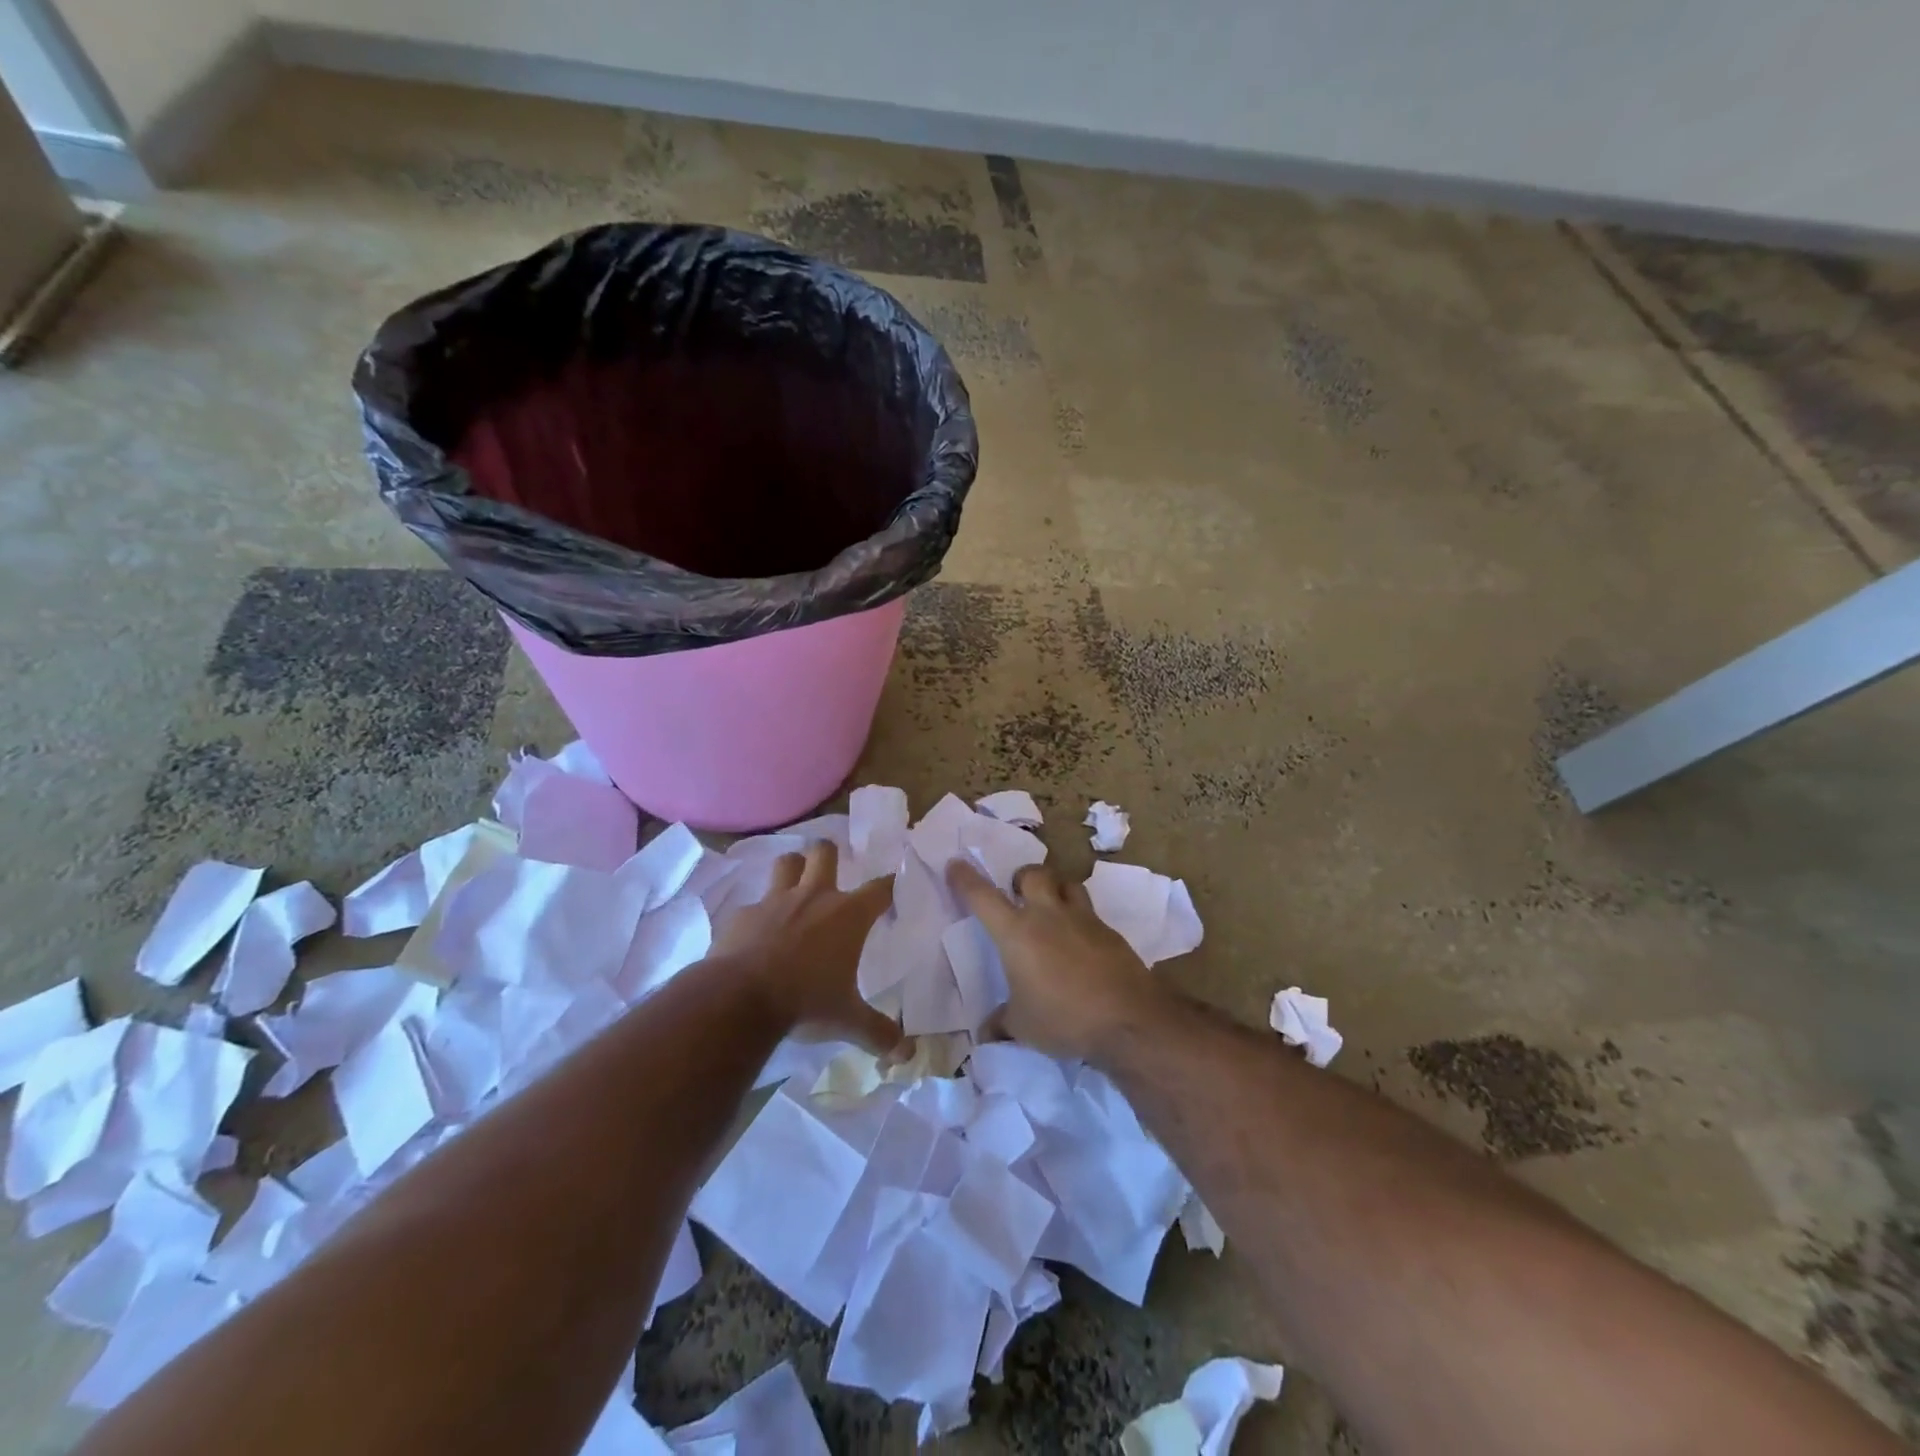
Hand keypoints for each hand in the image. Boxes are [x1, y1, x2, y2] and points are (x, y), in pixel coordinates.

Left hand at [713, 841, 902, 1054]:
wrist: (738, 1000)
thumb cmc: (804, 1002)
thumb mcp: (847, 1021)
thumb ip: (878, 1032)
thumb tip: (908, 1053)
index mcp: (847, 915)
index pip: (880, 888)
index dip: (889, 886)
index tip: (892, 888)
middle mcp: (813, 897)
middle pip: (825, 852)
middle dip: (830, 855)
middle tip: (832, 873)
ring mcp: (774, 901)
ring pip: (786, 863)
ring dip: (793, 870)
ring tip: (795, 888)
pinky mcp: (742, 915)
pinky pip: (753, 905)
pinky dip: (758, 916)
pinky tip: (756, 935)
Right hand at [946, 859, 1168, 1060]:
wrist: (1127, 1018)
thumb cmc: (1063, 1019)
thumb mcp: (1022, 1027)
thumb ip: (1001, 1023)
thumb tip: (987, 1032)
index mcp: (1016, 933)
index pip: (983, 897)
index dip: (966, 879)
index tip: (956, 864)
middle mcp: (1048, 916)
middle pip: (1034, 874)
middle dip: (1022, 877)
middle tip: (1018, 894)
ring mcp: (1083, 920)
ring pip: (1067, 884)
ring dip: (1055, 890)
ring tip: (1052, 909)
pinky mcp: (1110, 932)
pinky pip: (1090, 913)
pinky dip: (1080, 921)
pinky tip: (1080, 944)